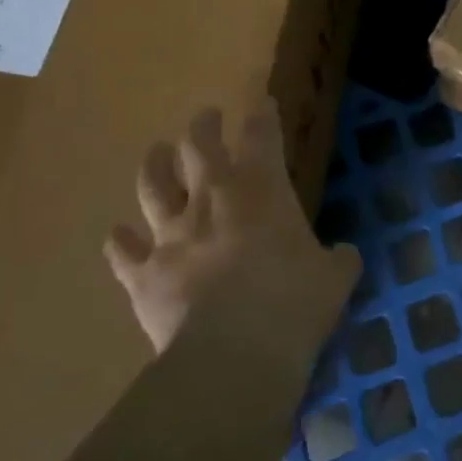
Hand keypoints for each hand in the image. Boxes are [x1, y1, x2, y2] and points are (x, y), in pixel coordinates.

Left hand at [104, 98, 361, 357]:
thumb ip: (339, 259)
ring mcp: (171, 234)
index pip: (261, 135)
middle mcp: (211, 199)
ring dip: (154, 166)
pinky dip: (120, 242)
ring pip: (152, 186)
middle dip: (203, 126)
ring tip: (156, 153)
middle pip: (198, 145)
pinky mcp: (143, 274)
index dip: (262, 116)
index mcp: (261, 190)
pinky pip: (122, 252)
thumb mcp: (334, 279)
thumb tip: (343, 254)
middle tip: (206, 117)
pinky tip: (118, 236)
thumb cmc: (293, 304)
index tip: (261, 104)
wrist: (232, 356)